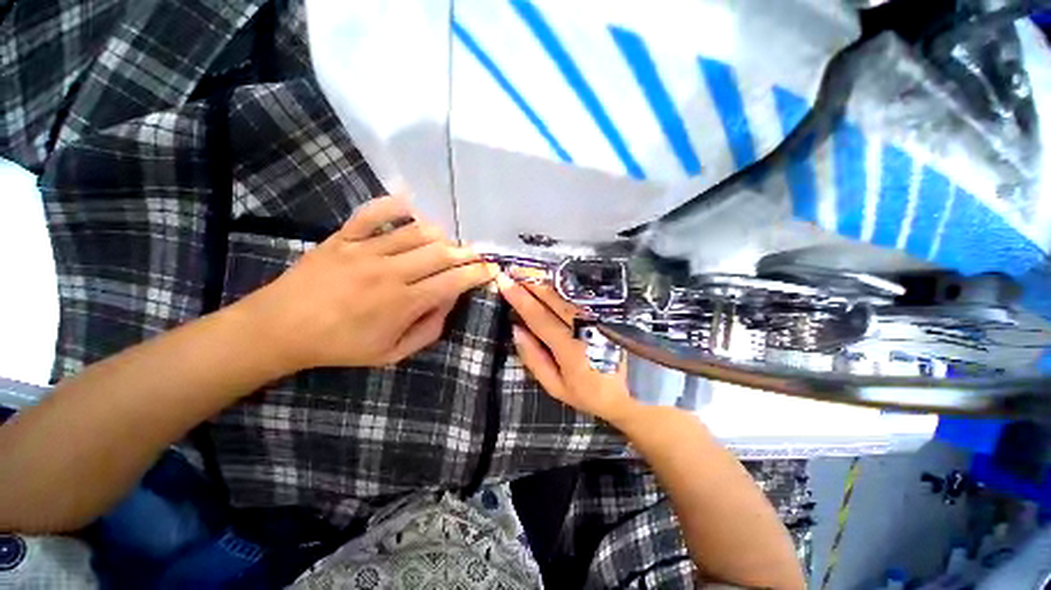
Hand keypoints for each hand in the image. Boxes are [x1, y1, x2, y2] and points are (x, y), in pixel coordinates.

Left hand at [239, 195, 496, 371]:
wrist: (280, 329)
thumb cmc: (340, 346)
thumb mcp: (391, 354)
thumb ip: (428, 331)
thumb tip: (448, 303)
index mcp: (402, 303)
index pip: (452, 282)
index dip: (476, 274)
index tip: (490, 270)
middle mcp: (390, 272)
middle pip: (441, 253)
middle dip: (466, 253)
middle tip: (475, 255)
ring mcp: (365, 250)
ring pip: (417, 231)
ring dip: (441, 235)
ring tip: (447, 243)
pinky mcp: (344, 237)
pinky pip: (374, 213)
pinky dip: (397, 206)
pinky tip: (412, 210)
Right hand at [496, 274, 642, 426]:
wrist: (639, 393)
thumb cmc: (592, 393)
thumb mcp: (557, 387)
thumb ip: (534, 359)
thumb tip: (516, 329)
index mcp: (570, 348)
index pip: (538, 316)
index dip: (520, 298)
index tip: (504, 282)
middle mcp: (586, 327)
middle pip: (554, 298)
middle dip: (532, 281)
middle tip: (514, 268)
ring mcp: (600, 316)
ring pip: (568, 292)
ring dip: (547, 279)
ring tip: (529, 269)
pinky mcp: (611, 311)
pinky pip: (584, 293)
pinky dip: (566, 283)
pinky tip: (555, 277)